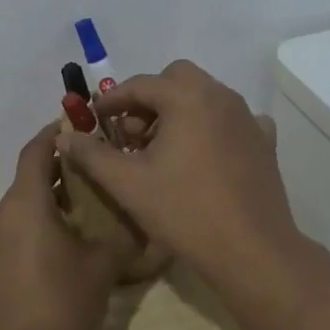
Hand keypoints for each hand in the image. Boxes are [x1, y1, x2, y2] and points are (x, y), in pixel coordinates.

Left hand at [0, 125, 123, 329]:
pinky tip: (54, 257)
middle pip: (27, 182)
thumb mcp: (103, 267)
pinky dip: (30, 234)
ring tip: (79, 218)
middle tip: (91, 178)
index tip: (75, 125)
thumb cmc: (62, 305)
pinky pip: (8, 239)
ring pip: (17, 212)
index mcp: (24, 203)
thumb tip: (142, 225)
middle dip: (57, 175)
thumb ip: (121, 237)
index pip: (36, 151)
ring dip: (44, 207)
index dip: (54, 133)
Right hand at [54, 60, 299, 282]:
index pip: (140, 84)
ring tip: (161, 149)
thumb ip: (92, 154)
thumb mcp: (127, 183)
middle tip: (131, 133)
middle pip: (176, 80)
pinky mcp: (264, 141)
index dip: (112, 100)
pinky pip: (231, 119)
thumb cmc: (184, 211)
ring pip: (204, 97)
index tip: (95, 118)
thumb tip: (65, 135)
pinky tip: (202, 154)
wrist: (251, 249)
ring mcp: (247, 117)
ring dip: (178, 111)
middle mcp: (220, 95)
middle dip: (148, 99)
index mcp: (187, 97)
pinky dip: (211, 126)